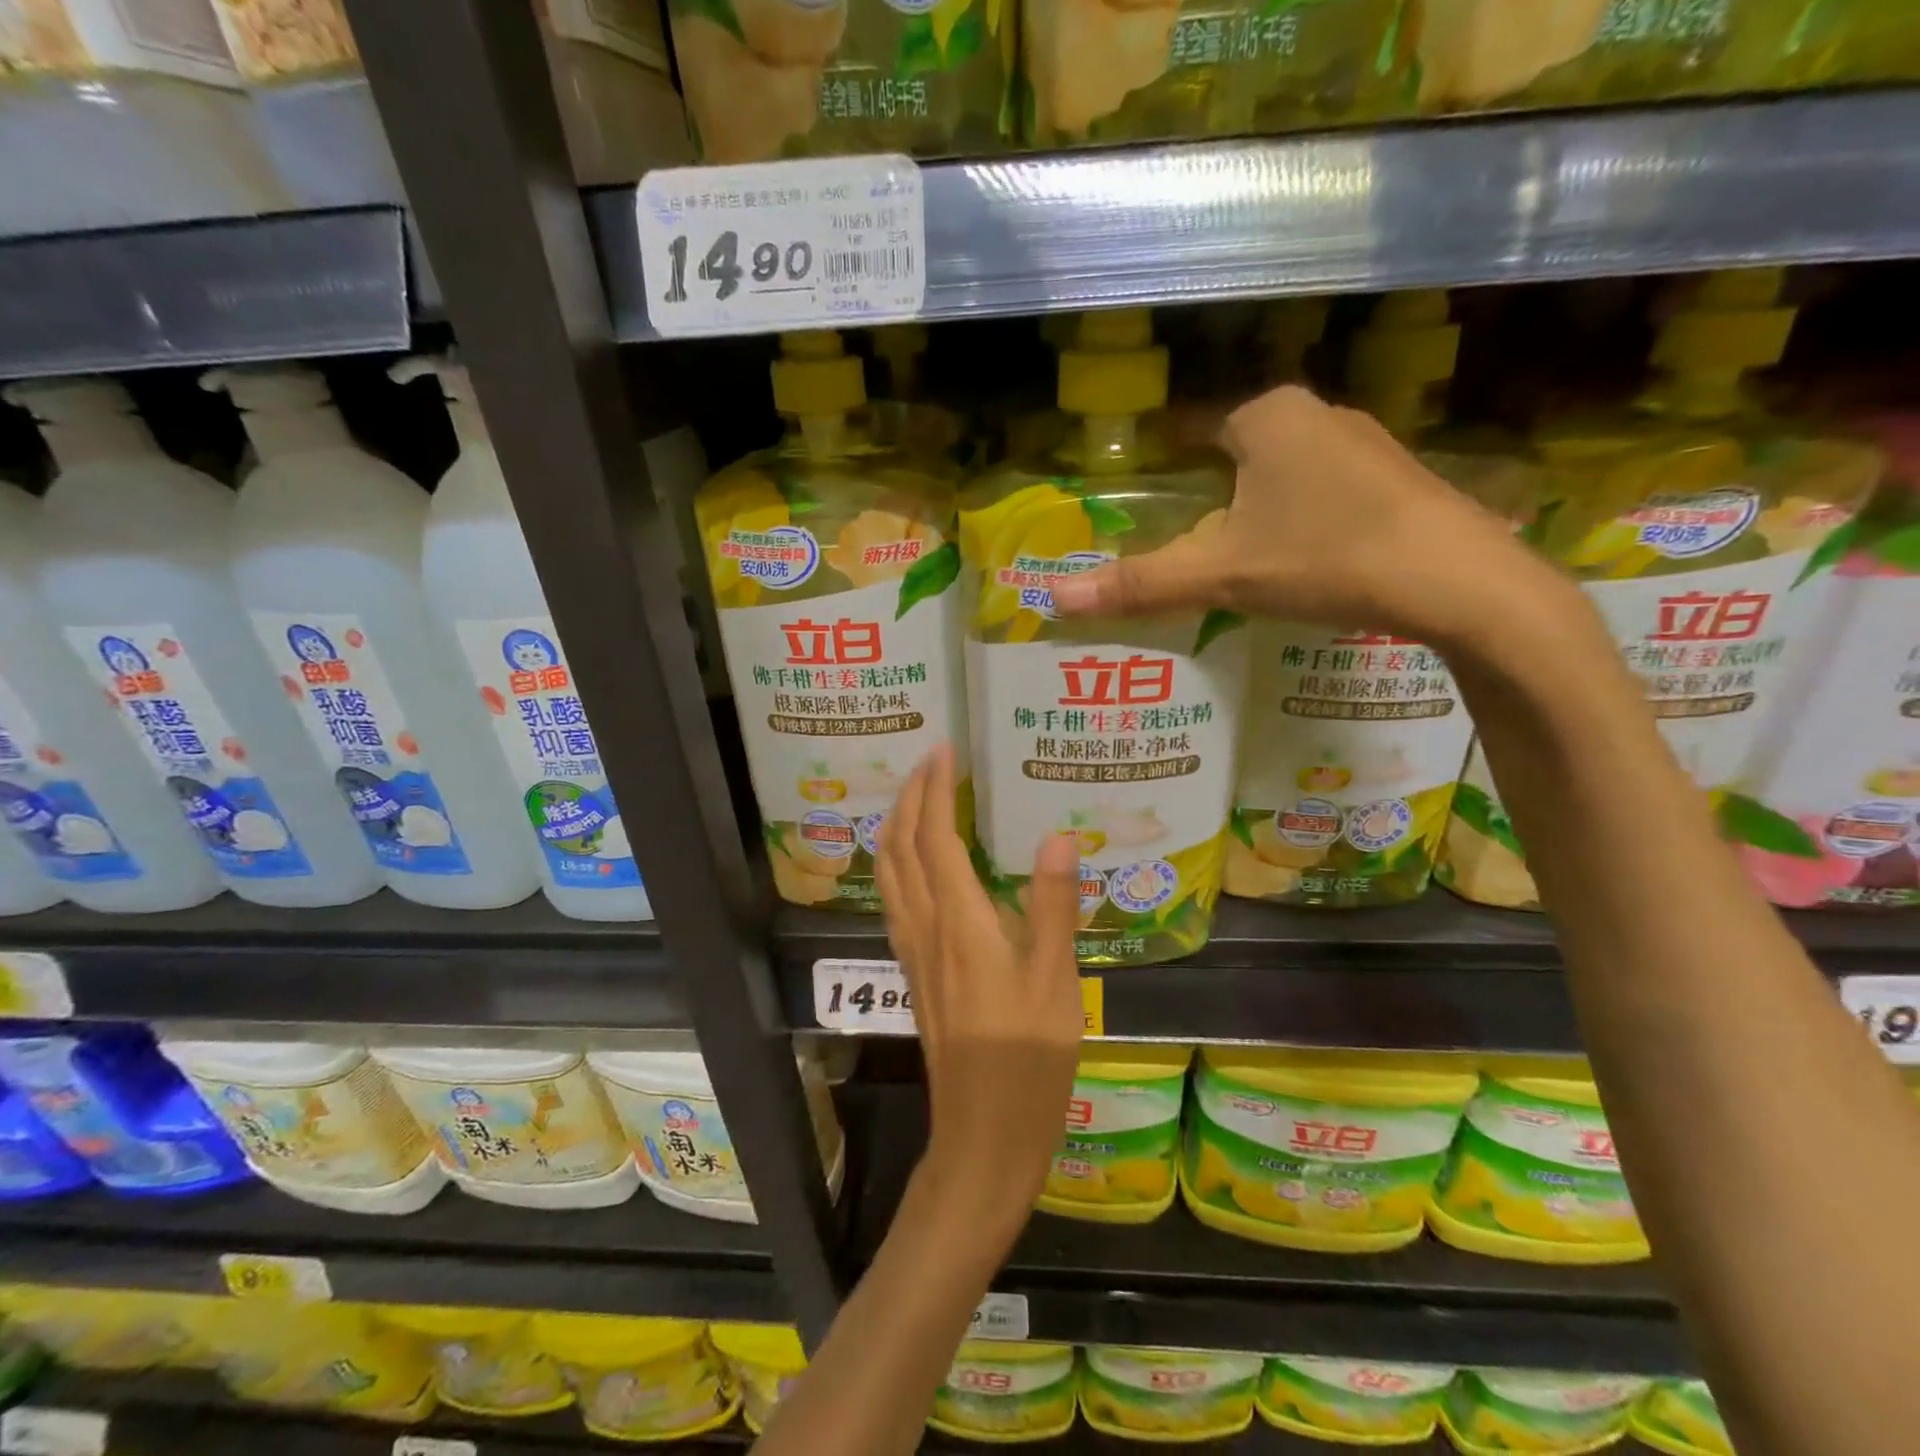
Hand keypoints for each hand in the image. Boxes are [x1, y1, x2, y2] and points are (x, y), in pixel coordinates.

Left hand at [877, 744, 1084, 1233]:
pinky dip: (897, 862)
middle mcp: (925, 927)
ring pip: (889, 873)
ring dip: (896, 826)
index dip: (934, 789)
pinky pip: (895, 899)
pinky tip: (917, 864)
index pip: (934, 837)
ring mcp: (913, 951)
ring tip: (917, 798)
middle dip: (908, 797)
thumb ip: (1054, 905)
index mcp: (959, 922)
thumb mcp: (1057, 982)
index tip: (944, 750)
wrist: (982, 1135)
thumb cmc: (1029, 1060)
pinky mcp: (914, 972)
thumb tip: (1056, 835)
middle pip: (899, 847)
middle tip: (930, 762)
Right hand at [1050, 384, 1556, 647]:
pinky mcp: (1395, 477)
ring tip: (1229, 548)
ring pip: (1283, 466)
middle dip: (1206, 484)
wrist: (1459, 580)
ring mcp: (1364, 442)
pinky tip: (1297, 553)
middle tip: (1178, 532)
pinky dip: (1297, 512)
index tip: (1138, 488)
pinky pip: (1322, 486)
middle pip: (1236, 447)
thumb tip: (1056, 600)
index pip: (1191, 425)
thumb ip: (1142, 584)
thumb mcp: (1223, 575)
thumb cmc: (1326, 559)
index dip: (1160, 456)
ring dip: (1253, 499)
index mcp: (1266, 418)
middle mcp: (1315, 413)